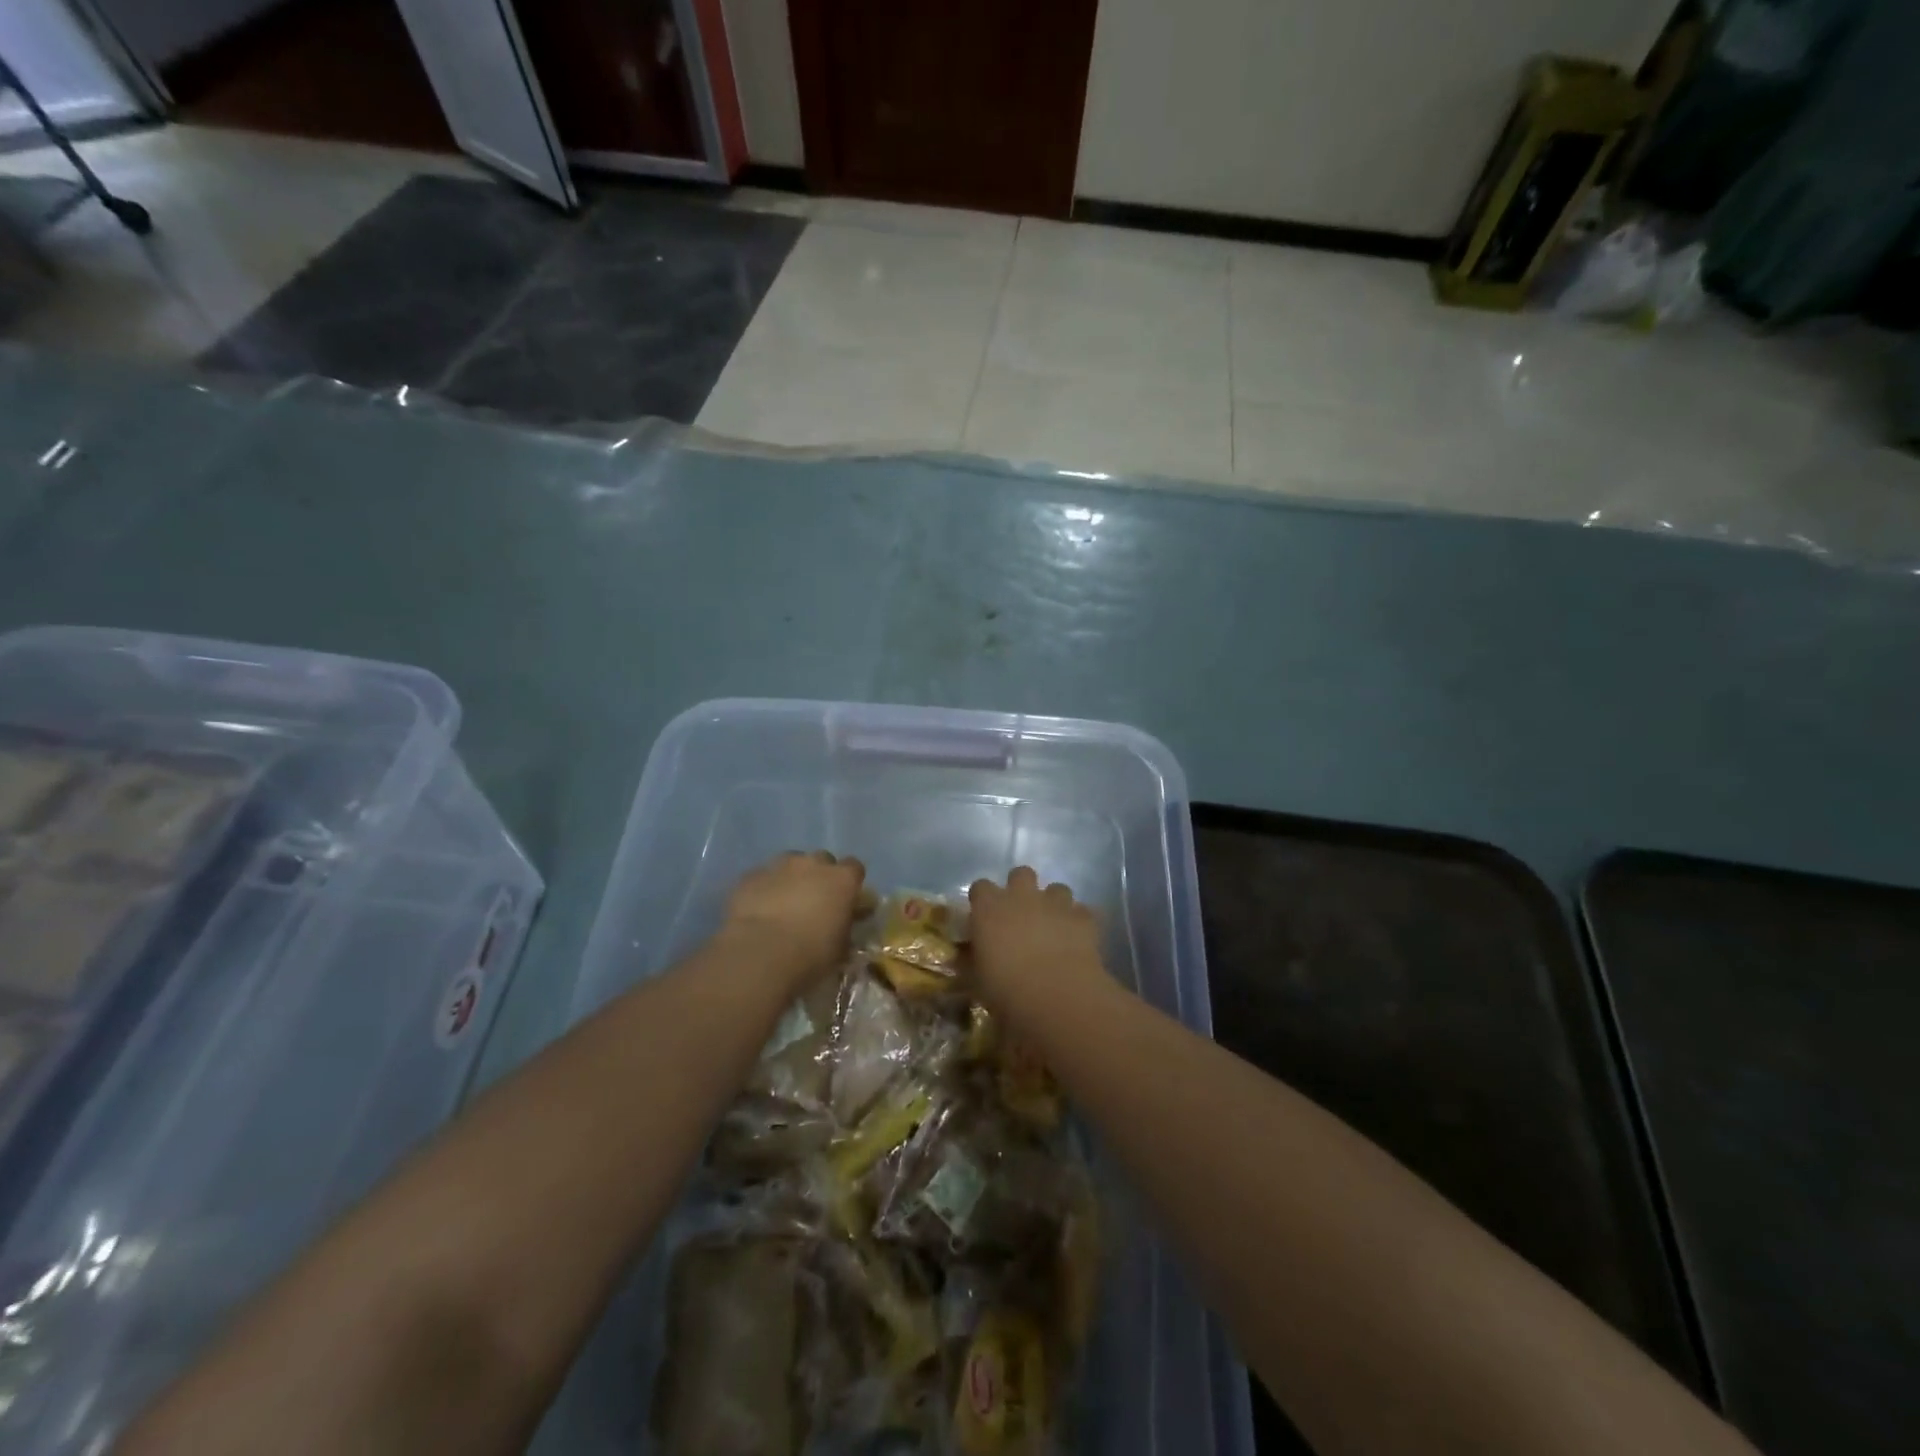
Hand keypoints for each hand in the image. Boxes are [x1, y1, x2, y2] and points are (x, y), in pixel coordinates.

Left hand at [722, 851, 867, 990]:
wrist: (761, 955)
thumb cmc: (811, 955)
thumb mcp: (841, 948)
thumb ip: (844, 927)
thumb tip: (843, 923)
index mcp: (842, 879)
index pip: (854, 868)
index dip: (849, 883)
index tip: (844, 900)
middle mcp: (813, 864)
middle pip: (821, 860)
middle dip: (819, 876)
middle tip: (813, 902)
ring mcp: (779, 866)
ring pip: (790, 863)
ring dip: (791, 879)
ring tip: (783, 905)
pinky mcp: (751, 876)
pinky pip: (762, 877)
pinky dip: (764, 889)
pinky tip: (758, 910)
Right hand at [967, 867, 1107, 1014]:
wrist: (1057, 995)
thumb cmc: (1006, 990)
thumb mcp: (977, 980)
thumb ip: (971, 962)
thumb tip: (967, 957)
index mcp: (989, 908)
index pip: (980, 887)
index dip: (983, 899)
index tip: (984, 916)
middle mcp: (1022, 897)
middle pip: (1021, 874)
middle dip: (1021, 888)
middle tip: (1020, 914)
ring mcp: (1055, 903)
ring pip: (1056, 888)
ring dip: (1053, 903)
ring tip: (1053, 927)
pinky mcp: (1083, 918)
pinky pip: (1081, 911)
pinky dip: (1078, 922)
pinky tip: (1077, 939)